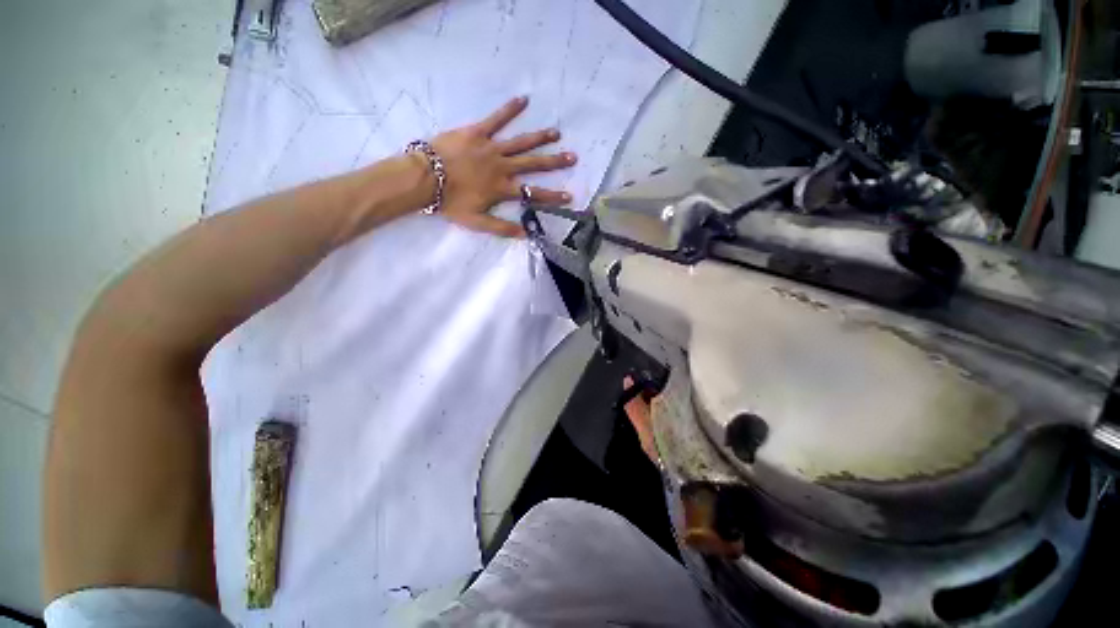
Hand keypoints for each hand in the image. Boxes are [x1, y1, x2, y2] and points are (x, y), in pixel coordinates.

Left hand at [429, 96, 576, 237]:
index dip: (552, 196)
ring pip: (521, 142)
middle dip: (554, 162)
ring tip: (556, 133)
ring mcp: (491, 148)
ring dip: (540, 138)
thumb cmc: (450, 202)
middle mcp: (502, 167)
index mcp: (502, 189)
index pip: (533, 194)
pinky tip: (524, 100)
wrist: (424, 179)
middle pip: (533, 164)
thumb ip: (502, 228)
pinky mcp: (478, 133)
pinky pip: (496, 119)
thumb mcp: (477, 222)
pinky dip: (510, 109)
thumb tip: (525, 234)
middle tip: (573, 157)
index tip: (569, 196)